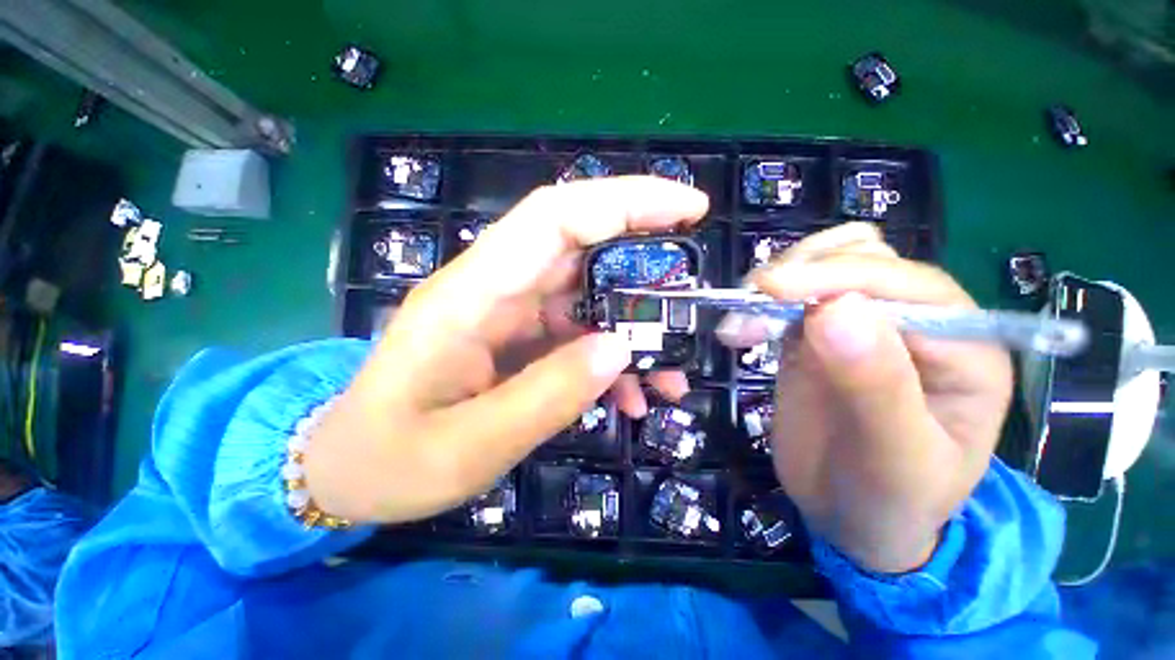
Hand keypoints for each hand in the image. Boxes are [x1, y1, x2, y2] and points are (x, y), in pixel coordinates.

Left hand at [305, 177, 708, 522]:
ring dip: (634, 331)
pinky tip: (629, 398)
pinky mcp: (518, 339)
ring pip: (588, 299)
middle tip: (693, 300)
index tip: (688, 208)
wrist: (351, 471)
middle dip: (646, 266)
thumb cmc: (391, 461)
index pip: (555, 218)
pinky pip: (577, 335)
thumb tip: (620, 350)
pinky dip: (610, 360)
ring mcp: (508, 315)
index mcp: (471, 296)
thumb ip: (547, 396)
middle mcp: (494, 290)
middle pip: (582, 250)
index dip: (624, 202)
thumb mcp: (470, 446)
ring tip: (668, 377)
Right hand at [719, 223, 1012, 572]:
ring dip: (780, 278)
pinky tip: (740, 329)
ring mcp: (863, 326)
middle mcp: (918, 323)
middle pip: (864, 259)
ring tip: (742, 319)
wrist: (852, 517)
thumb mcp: (895, 459)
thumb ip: (876, 386)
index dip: (840, 277)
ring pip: (827, 264)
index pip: (907, 285)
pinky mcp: (817, 336)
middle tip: (749, 305)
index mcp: (964, 348)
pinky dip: (761, 302)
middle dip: (803, 272)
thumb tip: (835, 308)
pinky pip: (792, 298)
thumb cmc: (890, 501)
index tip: (773, 290)